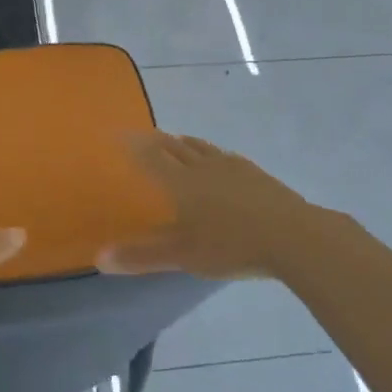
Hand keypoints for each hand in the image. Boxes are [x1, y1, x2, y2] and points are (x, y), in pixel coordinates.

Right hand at [100, 133, 327, 279]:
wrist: (293, 236)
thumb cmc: (232, 246)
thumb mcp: (183, 256)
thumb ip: (142, 256)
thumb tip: (99, 258)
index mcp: (181, 183)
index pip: (150, 158)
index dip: (132, 145)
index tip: (118, 133)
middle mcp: (203, 167)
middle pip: (175, 148)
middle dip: (156, 140)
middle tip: (142, 134)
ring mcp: (232, 167)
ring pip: (201, 148)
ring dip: (184, 142)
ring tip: (175, 138)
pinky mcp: (254, 173)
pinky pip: (224, 155)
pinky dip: (211, 152)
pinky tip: (218, 158)